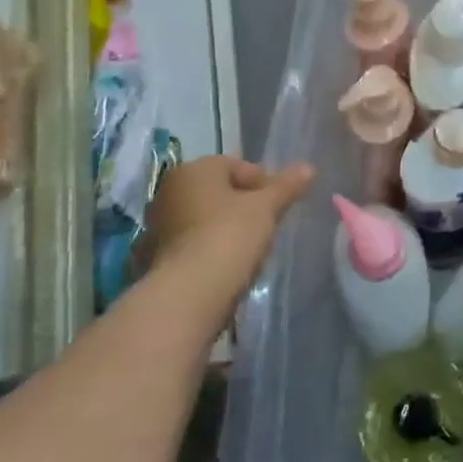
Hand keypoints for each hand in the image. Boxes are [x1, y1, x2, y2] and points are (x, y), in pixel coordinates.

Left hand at [141, 156, 313, 297]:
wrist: (188, 295)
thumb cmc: (229, 236)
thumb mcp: (266, 208)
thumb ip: (286, 186)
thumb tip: (309, 167)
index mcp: (194, 170)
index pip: (237, 166)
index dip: (264, 183)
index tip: (280, 205)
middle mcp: (169, 191)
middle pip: (218, 192)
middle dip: (243, 205)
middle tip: (267, 225)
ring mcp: (157, 225)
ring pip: (203, 218)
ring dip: (225, 228)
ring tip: (249, 248)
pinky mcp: (153, 258)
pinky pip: (191, 244)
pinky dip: (208, 249)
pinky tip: (226, 266)